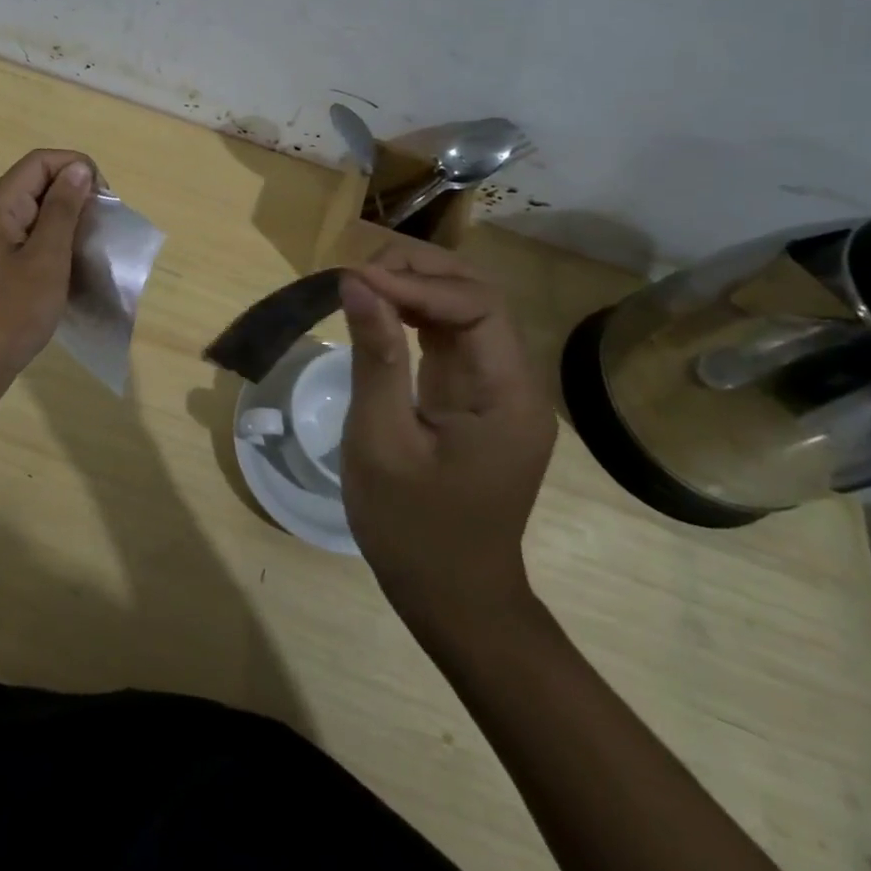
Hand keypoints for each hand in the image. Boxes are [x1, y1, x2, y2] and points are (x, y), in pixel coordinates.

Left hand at [0, 149, 93, 395]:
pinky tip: (70, 271)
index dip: (77, 169)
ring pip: (35, 215)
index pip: (41, 161)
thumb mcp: (45, 260)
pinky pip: (28, 242)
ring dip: (67, 225)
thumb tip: (78, 168)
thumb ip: (63, 211)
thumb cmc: (7, 314)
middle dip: (75, 197)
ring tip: (91, 251)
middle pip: (37, 184)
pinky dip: (53, 248)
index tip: (104, 201)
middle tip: (102, 230)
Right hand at [339, 244, 556, 634]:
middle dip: (419, 272)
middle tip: (357, 273)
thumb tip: (355, 283)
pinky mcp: (475, 397)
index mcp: (507, 395)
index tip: (355, 279)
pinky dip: (413, 314)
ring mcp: (497, 389)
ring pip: (465, 310)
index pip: (476, 305)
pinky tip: (378, 311)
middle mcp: (514, 382)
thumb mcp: (382, 441)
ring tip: (360, 284)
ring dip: (415, 287)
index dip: (417, 282)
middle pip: (478, 296)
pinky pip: (450, 337)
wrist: (453, 598)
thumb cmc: (413, 529)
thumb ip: (374, 356)